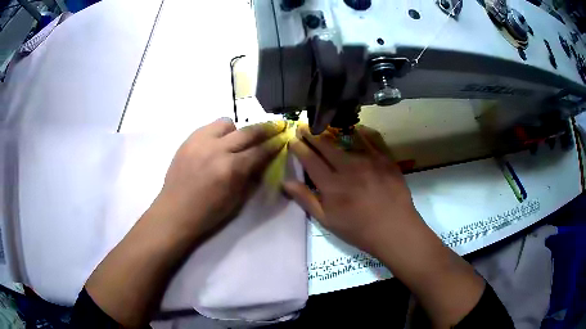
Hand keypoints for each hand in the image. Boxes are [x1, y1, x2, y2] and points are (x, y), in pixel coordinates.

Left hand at [155, 118, 287, 240]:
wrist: (176, 211)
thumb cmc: (208, 213)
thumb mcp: (237, 200)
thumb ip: (253, 176)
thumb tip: (265, 160)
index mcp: (231, 169)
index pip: (260, 151)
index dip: (275, 144)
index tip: (284, 137)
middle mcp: (217, 149)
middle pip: (247, 131)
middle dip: (266, 128)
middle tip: (276, 125)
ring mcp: (200, 142)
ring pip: (226, 123)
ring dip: (237, 130)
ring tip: (236, 141)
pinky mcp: (188, 140)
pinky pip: (209, 127)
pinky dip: (218, 132)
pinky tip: (217, 144)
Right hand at [284, 124, 421, 254]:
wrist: (395, 229)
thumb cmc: (358, 229)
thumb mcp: (327, 221)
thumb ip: (306, 199)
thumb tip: (285, 182)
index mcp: (331, 184)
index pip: (310, 160)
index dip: (299, 147)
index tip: (292, 139)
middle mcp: (348, 167)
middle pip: (326, 145)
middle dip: (312, 134)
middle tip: (303, 125)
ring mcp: (369, 160)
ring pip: (347, 139)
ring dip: (333, 131)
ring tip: (325, 125)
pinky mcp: (385, 159)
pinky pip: (372, 139)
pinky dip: (362, 132)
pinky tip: (356, 129)